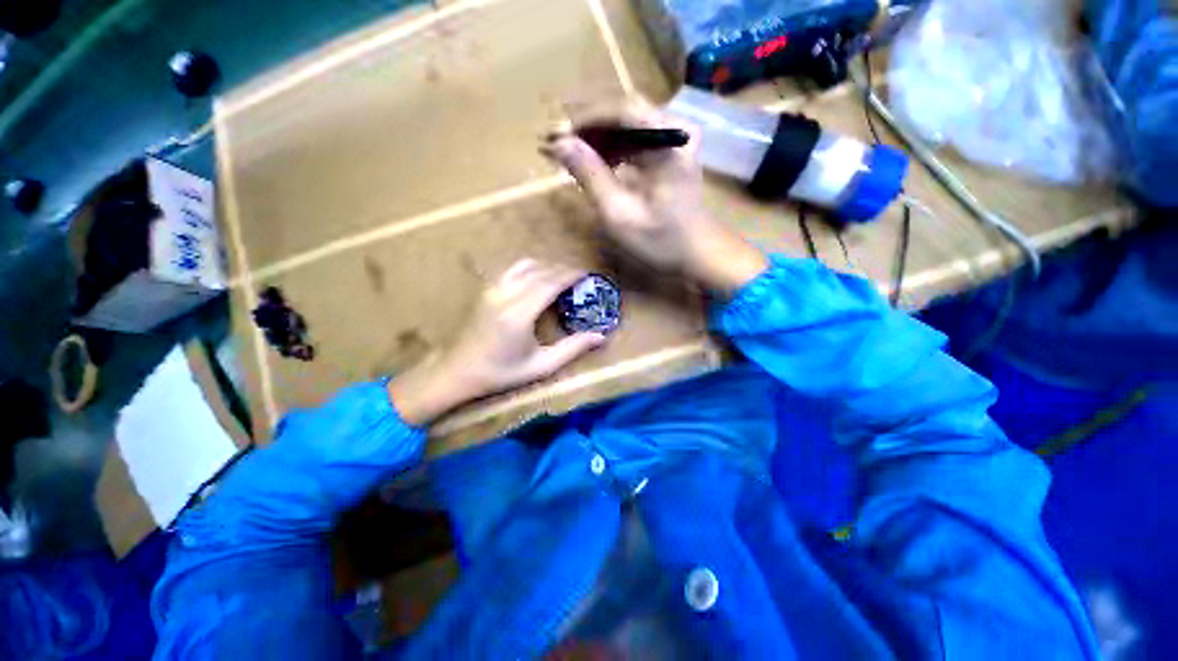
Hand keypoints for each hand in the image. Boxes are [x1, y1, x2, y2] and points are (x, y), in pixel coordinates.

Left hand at [388, 259, 607, 426]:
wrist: (456, 371)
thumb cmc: (499, 373)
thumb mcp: (540, 366)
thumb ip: (572, 349)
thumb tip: (601, 336)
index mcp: (519, 314)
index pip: (551, 282)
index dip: (571, 275)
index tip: (588, 274)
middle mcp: (505, 295)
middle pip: (541, 271)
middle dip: (563, 270)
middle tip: (580, 277)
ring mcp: (493, 289)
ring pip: (526, 265)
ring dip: (547, 267)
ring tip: (562, 277)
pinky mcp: (486, 290)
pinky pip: (513, 269)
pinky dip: (531, 268)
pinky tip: (539, 278)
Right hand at [542, 99, 766, 294]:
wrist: (699, 254)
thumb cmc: (663, 241)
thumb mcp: (620, 214)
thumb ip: (590, 176)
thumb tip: (560, 144)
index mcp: (668, 140)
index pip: (619, 110)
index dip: (582, 119)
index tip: (553, 135)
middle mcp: (673, 129)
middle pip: (622, 112)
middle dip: (585, 126)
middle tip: (554, 143)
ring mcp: (672, 139)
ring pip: (626, 125)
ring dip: (594, 137)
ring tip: (566, 153)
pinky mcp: (668, 153)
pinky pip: (633, 140)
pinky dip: (609, 148)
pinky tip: (592, 161)